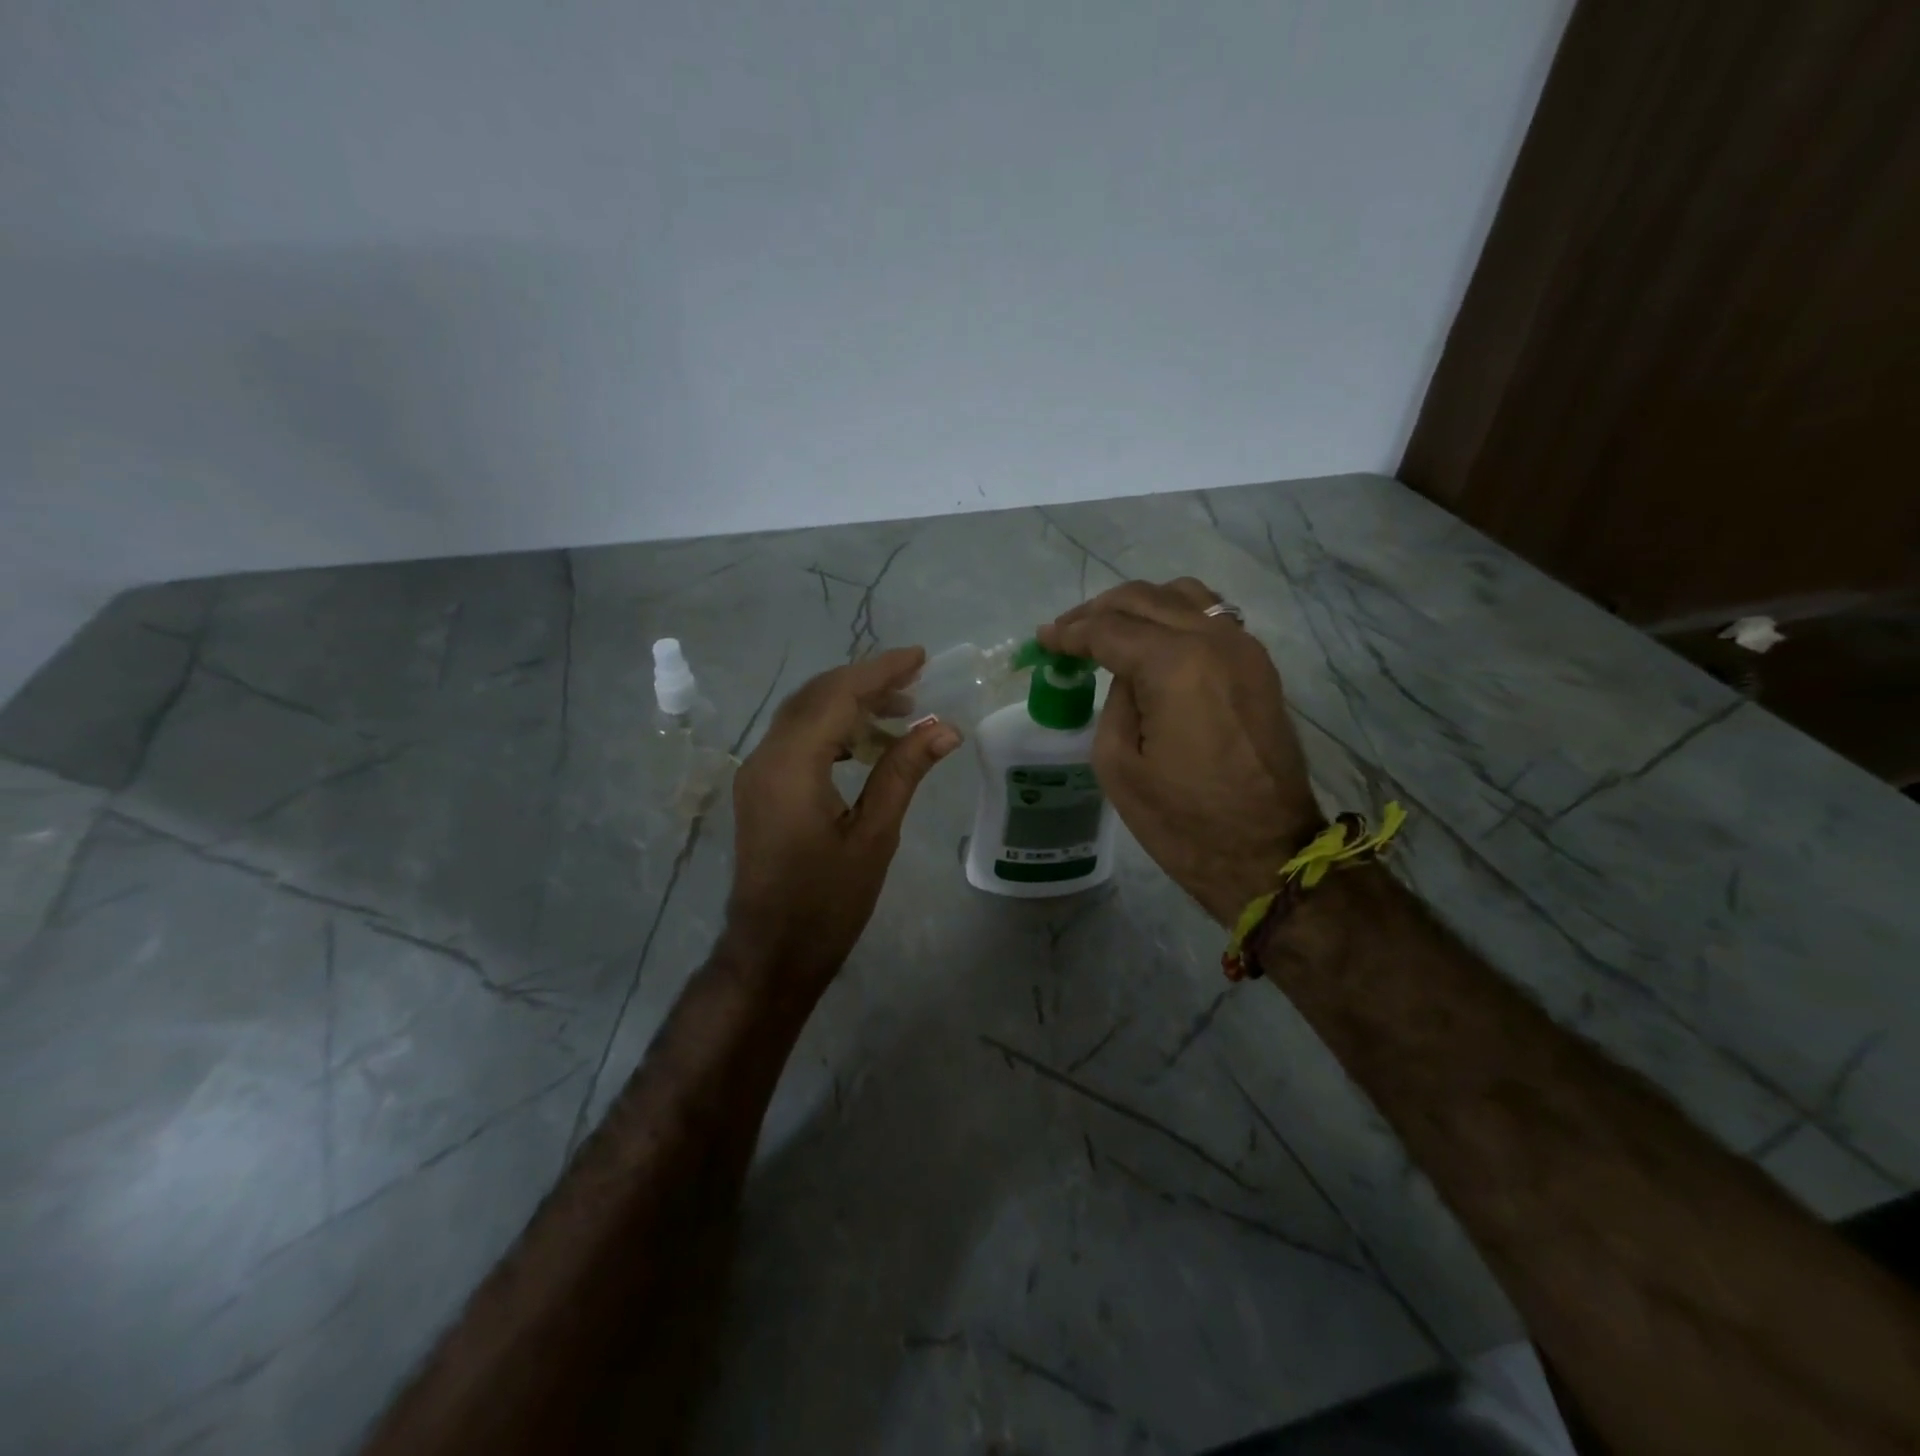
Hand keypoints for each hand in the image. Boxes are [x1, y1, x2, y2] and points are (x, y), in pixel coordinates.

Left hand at [726, 647, 960, 993]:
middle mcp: (765, 757)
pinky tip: (866, 742)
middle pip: (816, 696)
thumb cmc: (827, 903)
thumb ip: (903, 772)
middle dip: (866, 682)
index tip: (920, 657)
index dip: (880, 671)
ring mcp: (757, 772)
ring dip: (849, 704)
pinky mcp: (760, 788)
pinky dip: (832, 728)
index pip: (838, 696)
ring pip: (804, 715)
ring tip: (902, 711)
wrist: (772, 953)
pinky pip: (796, 739)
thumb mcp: (874, 836)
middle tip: (917, 682)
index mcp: (791, 766)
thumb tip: (945, 727)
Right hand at [1040, 580, 1321, 925]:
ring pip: (1183, 595)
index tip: (1044, 640)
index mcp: (1175, 665)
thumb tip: (1126, 675)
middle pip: (1145, 599)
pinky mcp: (1259, 666)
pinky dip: (1175, 616)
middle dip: (1097, 611)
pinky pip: (1212, 616)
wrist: (1266, 855)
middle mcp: (1215, 640)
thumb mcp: (1118, 765)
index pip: (1110, 629)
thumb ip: (1114, 702)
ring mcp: (1244, 648)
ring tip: (1110, 631)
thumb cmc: (1183, 821)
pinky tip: (1154, 641)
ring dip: (1139, 606)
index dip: (1070, 632)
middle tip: (1067, 633)